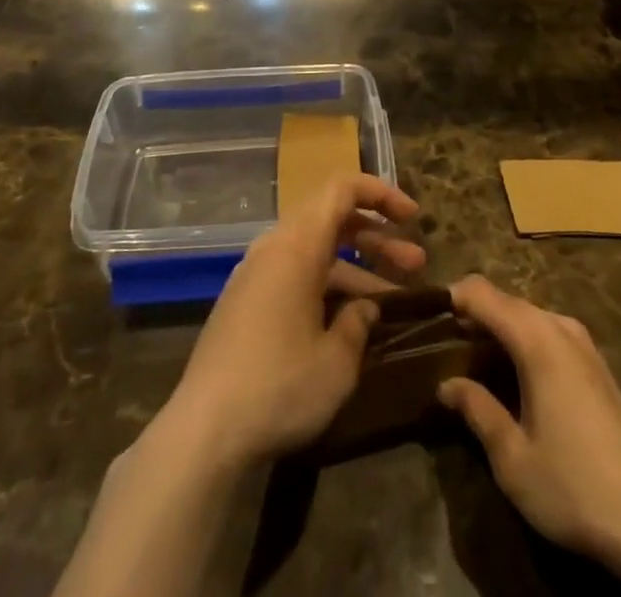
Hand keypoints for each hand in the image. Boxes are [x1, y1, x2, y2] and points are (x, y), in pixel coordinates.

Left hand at [158, 173, 423, 469]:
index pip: (342, 189)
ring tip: (393, 299)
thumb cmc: (279, 386)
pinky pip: (294, 274)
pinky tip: (347, 321)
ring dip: (356, 267)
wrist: (203, 430)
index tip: (414, 217)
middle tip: (417, 263)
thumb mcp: (336, 361)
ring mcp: (255, 274)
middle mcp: (274, 247)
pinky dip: (326, 284)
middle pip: (332, 220)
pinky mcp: (244, 302)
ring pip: (315, 252)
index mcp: (297, 244)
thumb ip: (358, 323)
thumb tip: (365, 307)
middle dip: (377, 237)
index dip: (381, 194)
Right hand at [437, 277, 620, 581]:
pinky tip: (519, 378)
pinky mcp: (601, 367)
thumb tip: (446, 384)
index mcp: (535, 338)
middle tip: (447, 346)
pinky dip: (527, 342)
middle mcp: (560, 327)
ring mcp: (586, 345)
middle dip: (475, 315)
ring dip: (502, 329)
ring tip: (477, 362)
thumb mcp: (512, 457)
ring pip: (531, 317)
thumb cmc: (573, 485)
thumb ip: (477, 410)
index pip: (482, 293)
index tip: (428, 318)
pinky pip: (552, 335)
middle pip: (507, 302)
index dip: (452, 298)